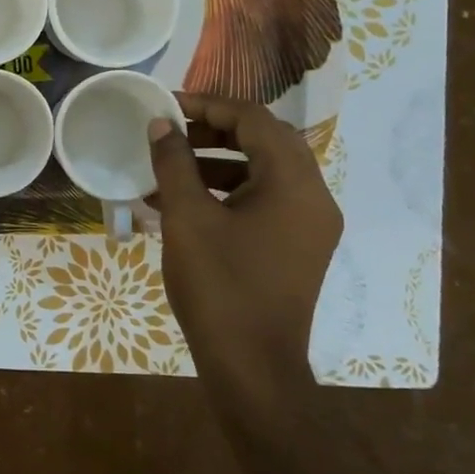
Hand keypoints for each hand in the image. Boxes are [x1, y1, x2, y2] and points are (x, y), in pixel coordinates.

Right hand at [147, 95, 343, 394]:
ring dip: (218, 161)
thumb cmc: (219, 287)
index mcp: (294, 183)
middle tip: (171, 131)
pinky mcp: (298, 247)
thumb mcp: (187, 219)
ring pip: (264, 171)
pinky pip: (265, 201)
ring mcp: (310, 225)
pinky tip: (185, 203)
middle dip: (214, 130)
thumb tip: (161, 124)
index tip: (168, 105)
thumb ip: (174, 163)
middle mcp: (313, 197)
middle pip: (265, 141)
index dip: (208, 105)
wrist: (252, 368)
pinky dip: (229, 192)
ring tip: (171, 167)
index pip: (255, 120)